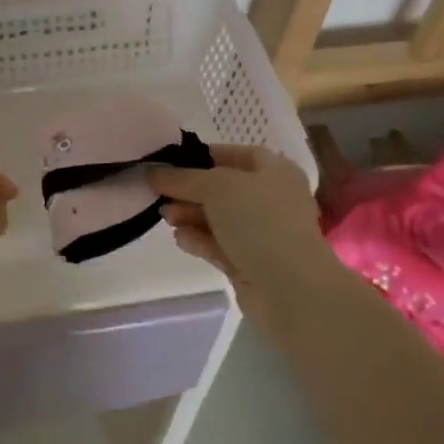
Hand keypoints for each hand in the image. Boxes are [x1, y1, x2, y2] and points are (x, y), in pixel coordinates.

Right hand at [153, 144, 342, 324]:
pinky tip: (180, 239)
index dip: (200, 156)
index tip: (168, 161)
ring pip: (218, 218)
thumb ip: (183, 178)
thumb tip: (153, 171)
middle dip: (190, 190)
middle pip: (221, 188)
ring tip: (164, 216)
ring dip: (190, 215)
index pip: (232, 154)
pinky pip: (219, 245)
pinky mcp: (250, 263)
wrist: (290, 288)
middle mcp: (270, 199)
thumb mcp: (217, 187)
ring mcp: (261, 234)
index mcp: (274, 171)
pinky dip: (199, 240)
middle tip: (159, 193)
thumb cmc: (259, 221)